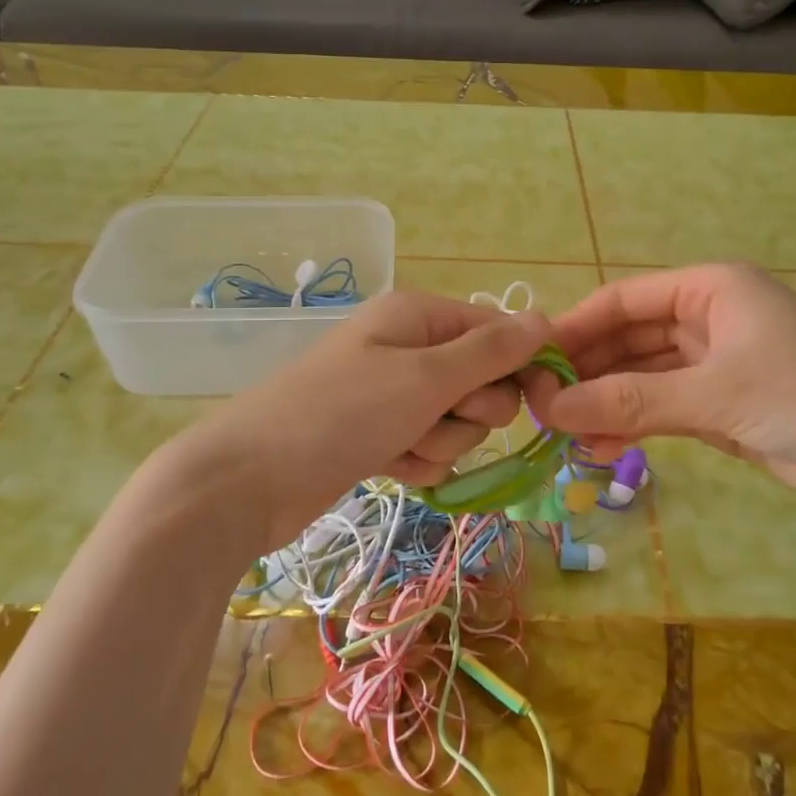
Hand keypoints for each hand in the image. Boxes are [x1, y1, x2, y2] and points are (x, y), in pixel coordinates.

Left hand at [172, 291, 552, 549]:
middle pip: (481, 380)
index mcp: (419, 315)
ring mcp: (392, 393)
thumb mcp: (425, 377)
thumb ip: (491, 351)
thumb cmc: (342, 414)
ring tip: (399, 446)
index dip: (522, 365)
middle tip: (433, 417)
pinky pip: (427, 446)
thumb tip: (545, 320)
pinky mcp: (380, 434)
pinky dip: (416, 461)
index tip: (542, 402)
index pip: (498, 331)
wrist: (249, 480)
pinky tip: (387, 467)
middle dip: (469, 410)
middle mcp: (408, 347)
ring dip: (440, 441)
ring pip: (457, 421)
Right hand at [527, 264, 795, 520]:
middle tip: (538, 408)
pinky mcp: (723, 408)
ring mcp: (716, 365)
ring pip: (642, 377)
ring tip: (562, 436)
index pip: (622, 301)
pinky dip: (632, 424)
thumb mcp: (715, 394)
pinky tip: (600, 447)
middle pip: (628, 339)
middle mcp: (709, 319)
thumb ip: (630, 401)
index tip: (530, 365)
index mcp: (710, 289)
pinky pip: (662, 408)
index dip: (574, 329)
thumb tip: (549, 410)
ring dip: (605, 402)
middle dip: (586, 372)